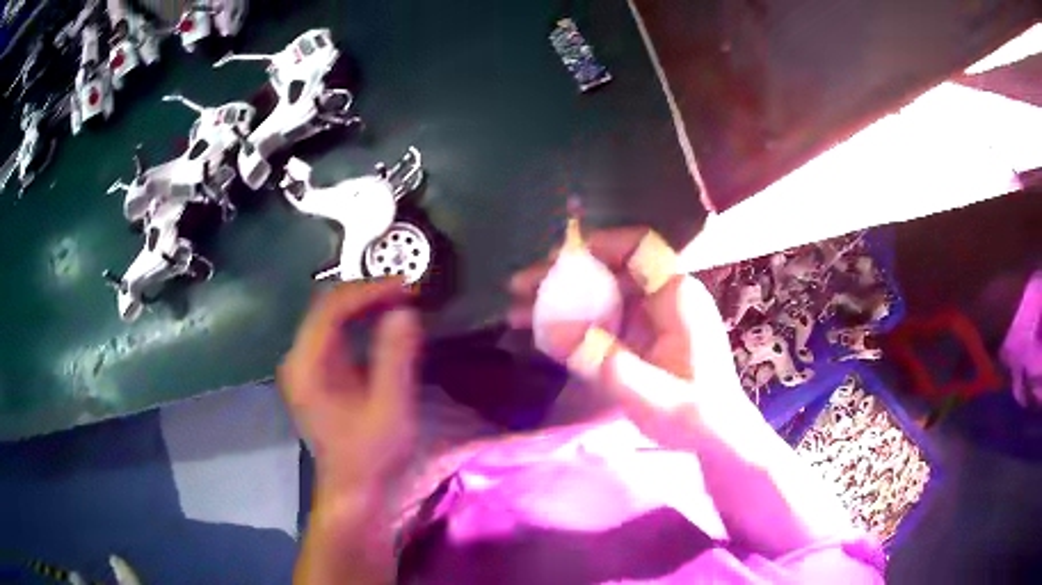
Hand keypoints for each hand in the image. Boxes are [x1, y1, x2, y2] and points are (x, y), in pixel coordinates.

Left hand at [279, 278, 420, 492]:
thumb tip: (405, 311)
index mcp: (306, 366)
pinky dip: (361, 323)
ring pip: (331, 317)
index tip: (406, 287)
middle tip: (407, 291)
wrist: (354, 491)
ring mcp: (305, 367)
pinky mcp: (317, 375)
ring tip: (401, 300)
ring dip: (365, 305)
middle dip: (368, 293)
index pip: (332, 308)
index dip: (369, 290)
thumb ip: (396, 358)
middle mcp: (298, 359)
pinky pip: (336, 334)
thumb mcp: (389, 408)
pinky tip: (384, 323)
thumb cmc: (371, 456)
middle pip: (328, 307)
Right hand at [508, 227, 754, 447]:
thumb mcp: (648, 393)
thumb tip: (549, 329)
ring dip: (562, 300)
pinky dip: (574, 323)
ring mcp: (650, 317)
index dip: (599, 244)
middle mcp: (663, 297)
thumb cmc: (695, 415)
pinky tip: (543, 334)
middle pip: (610, 268)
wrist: (717, 438)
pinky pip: (604, 318)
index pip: (639, 247)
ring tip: (518, 312)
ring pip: (602, 293)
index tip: (559, 259)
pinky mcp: (641, 337)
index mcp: (677, 297)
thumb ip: (601, 361)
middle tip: (520, 288)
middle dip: (564, 275)